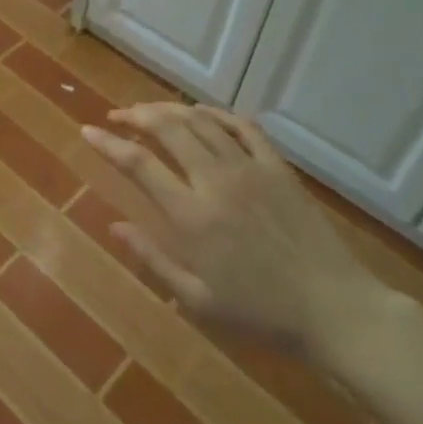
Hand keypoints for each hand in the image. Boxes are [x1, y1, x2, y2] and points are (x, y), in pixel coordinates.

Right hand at [82, 103, 401, 375]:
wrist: (334, 309)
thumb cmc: (261, 314)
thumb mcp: (198, 301)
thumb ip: (153, 259)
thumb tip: (114, 226)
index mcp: (192, 217)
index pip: (139, 165)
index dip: (108, 145)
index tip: (88, 132)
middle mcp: (215, 181)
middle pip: (167, 128)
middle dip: (136, 115)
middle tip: (117, 117)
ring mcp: (250, 168)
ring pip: (201, 121)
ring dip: (169, 109)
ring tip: (150, 112)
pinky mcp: (277, 167)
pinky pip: (242, 126)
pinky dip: (215, 113)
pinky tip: (201, 114)